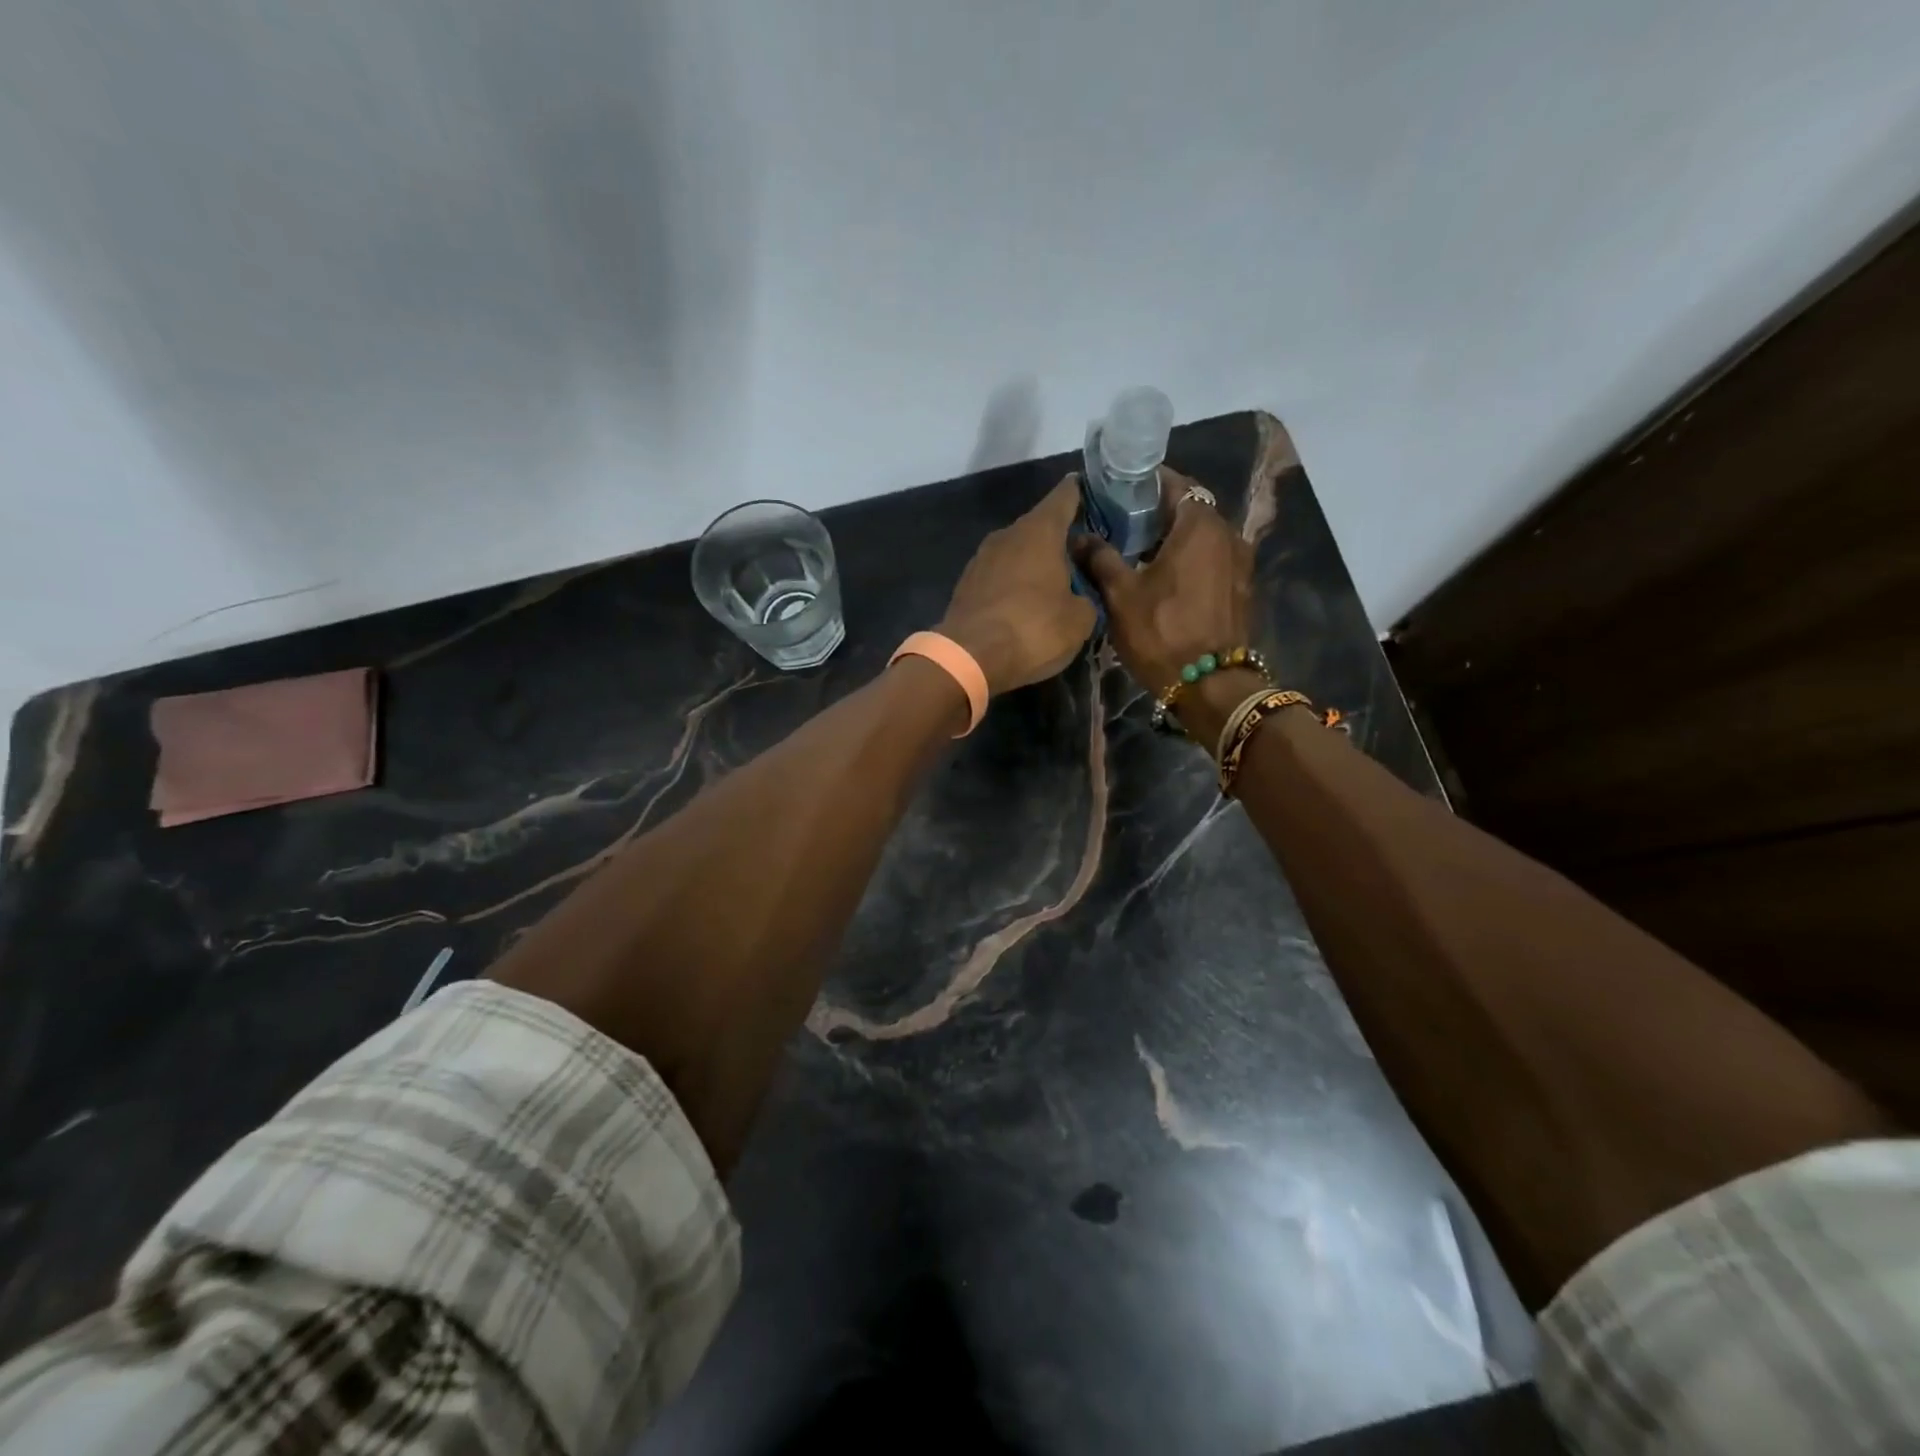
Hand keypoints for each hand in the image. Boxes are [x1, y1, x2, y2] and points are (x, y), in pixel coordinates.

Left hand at [940, 476, 1098, 695]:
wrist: (969, 657)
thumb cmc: (1033, 629)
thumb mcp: (1080, 619)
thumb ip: (1087, 596)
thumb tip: (1077, 595)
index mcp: (1039, 531)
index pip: (1065, 497)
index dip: (1081, 493)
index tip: (1093, 492)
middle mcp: (1007, 534)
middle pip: (1040, 527)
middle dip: (1061, 539)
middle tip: (1083, 557)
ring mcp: (981, 559)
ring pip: (1018, 552)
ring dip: (1036, 563)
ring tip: (1056, 584)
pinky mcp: (966, 585)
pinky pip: (1000, 575)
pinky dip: (1015, 584)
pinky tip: (1026, 604)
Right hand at [1072, 468, 1259, 737]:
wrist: (1210, 685)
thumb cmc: (1162, 632)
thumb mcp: (1121, 595)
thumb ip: (1100, 558)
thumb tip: (1079, 536)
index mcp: (1199, 525)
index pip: (1174, 484)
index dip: (1145, 484)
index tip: (1118, 491)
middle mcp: (1227, 533)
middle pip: (1190, 509)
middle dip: (1157, 512)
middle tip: (1122, 522)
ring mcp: (1239, 561)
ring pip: (1201, 535)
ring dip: (1173, 537)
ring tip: (1138, 550)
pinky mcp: (1240, 587)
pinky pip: (1211, 558)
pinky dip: (1189, 558)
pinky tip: (1164, 576)